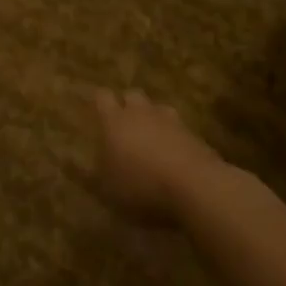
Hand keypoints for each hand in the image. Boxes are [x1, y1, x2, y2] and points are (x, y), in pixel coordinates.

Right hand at [87, 89, 232, 226]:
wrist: (195, 186)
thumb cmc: (142, 186)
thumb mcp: (110, 190)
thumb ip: (98, 175)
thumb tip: (90, 169)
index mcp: (115, 121)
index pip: (102, 97)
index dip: (100, 102)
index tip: (97, 111)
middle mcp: (141, 113)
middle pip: (132, 95)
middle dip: (128, 106)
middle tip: (124, 126)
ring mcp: (170, 121)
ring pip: (158, 108)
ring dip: (153, 119)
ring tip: (151, 139)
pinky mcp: (193, 134)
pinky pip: (178, 127)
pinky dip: (174, 136)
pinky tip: (173, 155)